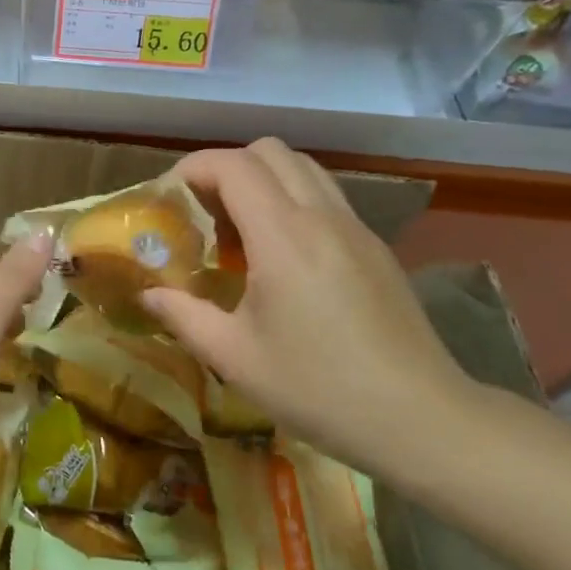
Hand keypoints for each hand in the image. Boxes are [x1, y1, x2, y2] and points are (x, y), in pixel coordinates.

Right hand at [141, 138, 474, 475]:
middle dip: (226, 167)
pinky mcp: (375, 247)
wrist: (421, 419)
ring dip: (262, 180)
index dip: (193, 168)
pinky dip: (292, 200)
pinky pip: (325, 196)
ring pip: (303, 167)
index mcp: (283, 235)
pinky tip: (282, 256)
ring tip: (240, 230)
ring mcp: (355, 228)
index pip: (233, 164)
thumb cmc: (318, 388)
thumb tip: (149, 294)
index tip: (169, 199)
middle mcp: (321, 216)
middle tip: (203, 212)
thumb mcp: (234, 358)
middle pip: (269, 151)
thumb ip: (183, 315)